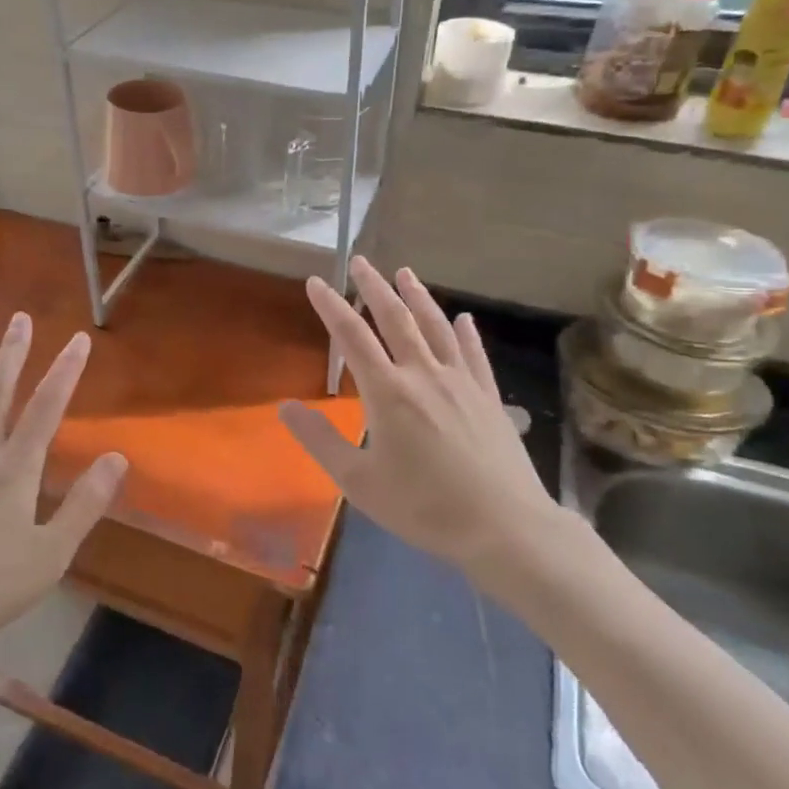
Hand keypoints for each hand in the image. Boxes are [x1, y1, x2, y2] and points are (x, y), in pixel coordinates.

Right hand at [280, 258, 568, 580]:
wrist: (504, 527)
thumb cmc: (424, 506)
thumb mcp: (358, 481)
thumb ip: (320, 440)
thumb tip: (284, 406)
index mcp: (387, 392)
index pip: (352, 336)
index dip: (331, 306)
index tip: (316, 282)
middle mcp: (423, 374)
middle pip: (395, 319)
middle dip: (374, 287)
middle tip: (360, 261)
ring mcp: (461, 382)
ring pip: (435, 327)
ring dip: (417, 297)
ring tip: (405, 273)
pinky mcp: (489, 397)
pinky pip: (474, 354)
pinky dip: (465, 332)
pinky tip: (463, 319)